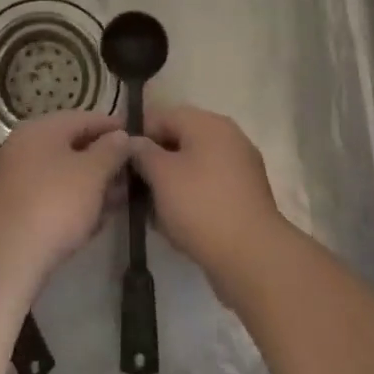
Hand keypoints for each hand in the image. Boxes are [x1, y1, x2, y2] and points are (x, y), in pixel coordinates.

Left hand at [0, 111, 130, 281]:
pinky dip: (72, 202)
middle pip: (70, 146)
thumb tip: (121, 136)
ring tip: (118, 198)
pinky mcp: (12, 209)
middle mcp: (23, 146)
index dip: (111, 125)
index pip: (83, 118)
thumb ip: (111, 151)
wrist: (5, 256)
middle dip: (102, 159)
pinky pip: (49, 196)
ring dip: (90, 184)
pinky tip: (93, 220)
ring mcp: (14, 178)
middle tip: (129, 171)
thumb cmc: (54, 204)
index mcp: (41, 128)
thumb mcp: (92, 174)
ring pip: (60, 174)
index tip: (134, 134)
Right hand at [130, 105, 289, 294]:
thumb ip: (142, 152)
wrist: (253, 258)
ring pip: (194, 166)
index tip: (121, 160)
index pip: (163, 115)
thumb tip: (134, 142)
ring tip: (152, 211)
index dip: (138, 134)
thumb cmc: (201, 206)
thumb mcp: (161, 175)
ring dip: (171, 183)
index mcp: (208, 123)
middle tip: (134, 187)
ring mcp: (241, 167)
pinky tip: (176, 224)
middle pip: (180, 140)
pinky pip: (210, 187)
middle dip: (155, 162)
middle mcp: (228, 137)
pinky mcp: (246, 196)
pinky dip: (191, 198)